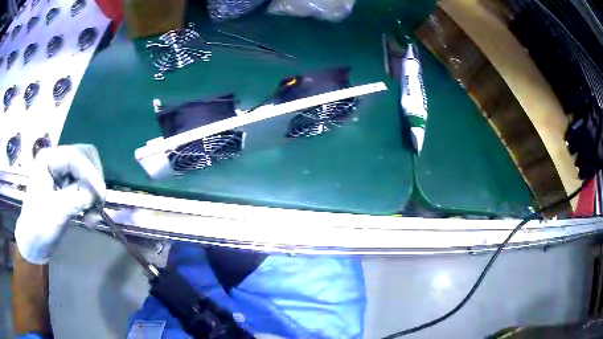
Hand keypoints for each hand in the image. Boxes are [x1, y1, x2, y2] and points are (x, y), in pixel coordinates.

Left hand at [15, 144, 105, 263]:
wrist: (33, 244)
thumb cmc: (38, 227)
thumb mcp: (55, 212)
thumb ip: (75, 198)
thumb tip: (94, 194)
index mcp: (48, 159)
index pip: (76, 156)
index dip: (91, 174)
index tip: (101, 197)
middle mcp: (56, 160)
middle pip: (84, 157)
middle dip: (94, 179)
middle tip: (98, 201)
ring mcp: (61, 173)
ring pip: (87, 172)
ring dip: (93, 193)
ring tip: (92, 216)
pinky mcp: (66, 187)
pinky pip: (85, 186)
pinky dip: (90, 201)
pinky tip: (88, 218)